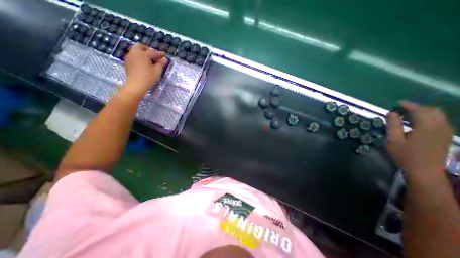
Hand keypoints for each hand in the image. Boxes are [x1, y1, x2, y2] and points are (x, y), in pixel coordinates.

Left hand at [123, 44, 168, 96]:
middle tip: (154, 56)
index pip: (153, 52)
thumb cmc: (148, 77)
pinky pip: (134, 56)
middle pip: (141, 47)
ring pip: (136, 51)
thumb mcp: (157, 71)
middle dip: (148, 50)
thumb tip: (165, 59)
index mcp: (143, 54)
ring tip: (149, 60)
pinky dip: (139, 58)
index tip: (165, 55)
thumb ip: (161, 64)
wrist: (136, 85)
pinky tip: (144, 64)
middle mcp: (134, 53)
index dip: (160, 54)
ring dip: (143, 53)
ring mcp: (129, 57)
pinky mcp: (127, 63)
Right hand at [386, 101, 453, 178]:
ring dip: (422, 113)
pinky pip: (439, 121)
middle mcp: (440, 127)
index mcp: (426, 127)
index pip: (419, 110)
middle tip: (401, 110)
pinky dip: (428, 118)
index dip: (408, 105)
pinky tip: (416, 124)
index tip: (398, 103)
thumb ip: (393, 125)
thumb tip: (391, 113)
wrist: (424, 171)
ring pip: (438, 116)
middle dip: (417, 107)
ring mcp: (445, 132)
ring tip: (406, 116)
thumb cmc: (405, 155)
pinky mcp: (446, 136)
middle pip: (432, 111)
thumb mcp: (394, 140)